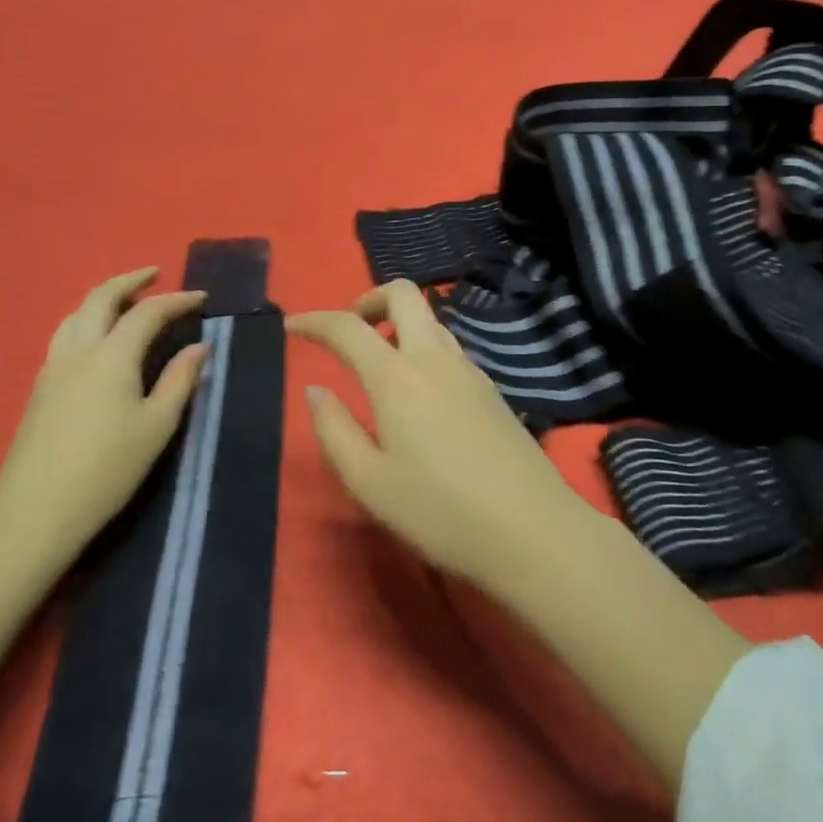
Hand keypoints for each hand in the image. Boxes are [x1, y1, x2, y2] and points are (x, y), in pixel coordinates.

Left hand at [0, 267, 207, 564]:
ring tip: (126, 302)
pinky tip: (100, 341)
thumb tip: (199, 346)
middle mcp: (77, 352)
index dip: (177, 300)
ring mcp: (52, 370)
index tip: (202, 299)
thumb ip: (180, 380)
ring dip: (103, 299)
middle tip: (154, 275)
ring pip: (74, 315)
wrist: (35, 514)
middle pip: (100, 299)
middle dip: (129, 281)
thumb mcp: (157, 425)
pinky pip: (64, 336)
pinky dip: (87, 321)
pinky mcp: (39, 390)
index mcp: (111, 357)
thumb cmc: (107, 469)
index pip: (147, 312)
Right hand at [289, 279, 582, 585]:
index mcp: (397, 377)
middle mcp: (435, 358)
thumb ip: (334, 430)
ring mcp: (470, 369)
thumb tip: (315, 389)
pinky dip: (423, 346)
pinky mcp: (490, 387)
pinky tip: (418, 391)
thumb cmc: (439, 511)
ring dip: (400, 322)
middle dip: (369, 299)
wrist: (530, 527)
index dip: (314, 321)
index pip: (348, 327)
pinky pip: (449, 346)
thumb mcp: (369, 483)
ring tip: (379, 361)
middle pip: (404, 294)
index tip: (292, 327)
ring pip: (431, 318)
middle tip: (349, 333)